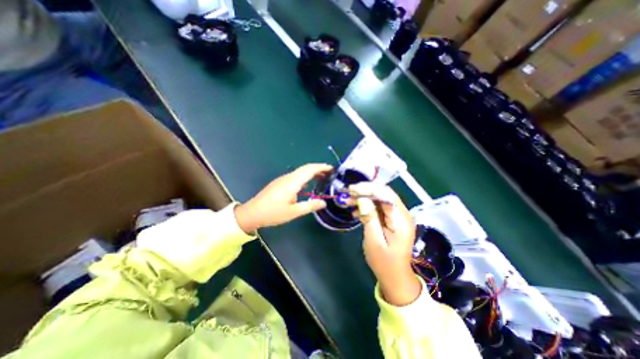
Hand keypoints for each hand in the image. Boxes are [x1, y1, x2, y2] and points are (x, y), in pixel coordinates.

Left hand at [234, 164, 334, 233]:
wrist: (252, 213)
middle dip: (318, 168)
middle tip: (329, 173)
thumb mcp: (294, 212)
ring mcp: (283, 179)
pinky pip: (295, 176)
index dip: (321, 167)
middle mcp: (288, 177)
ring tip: (322, 178)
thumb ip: (310, 206)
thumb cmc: (273, 213)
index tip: (331, 168)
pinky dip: (305, 177)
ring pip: (300, 172)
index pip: (310, 170)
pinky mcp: (280, 183)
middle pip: (305, 168)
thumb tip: (323, 203)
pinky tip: (307, 185)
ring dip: (312, 172)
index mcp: (292, 182)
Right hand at [349, 184, 420, 305]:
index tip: (351, 190)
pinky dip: (366, 206)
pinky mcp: (391, 219)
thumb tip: (362, 198)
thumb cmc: (384, 262)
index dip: (368, 189)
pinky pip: (378, 207)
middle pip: (383, 193)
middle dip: (364, 191)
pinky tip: (355, 212)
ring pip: (379, 199)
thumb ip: (369, 217)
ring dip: (363, 198)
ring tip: (348, 202)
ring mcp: (397, 216)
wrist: (395, 276)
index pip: (385, 194)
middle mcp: (401, 213)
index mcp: (400, 219)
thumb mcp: (374, 240)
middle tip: (348, 194)